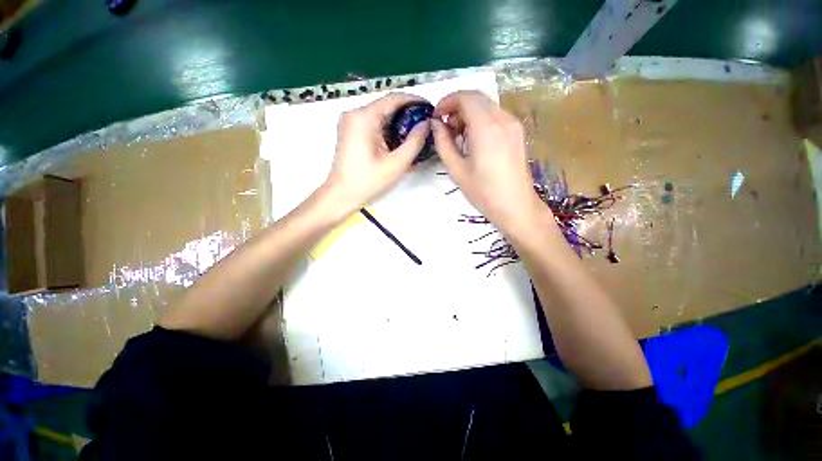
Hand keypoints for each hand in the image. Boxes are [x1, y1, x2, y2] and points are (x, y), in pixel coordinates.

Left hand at [323, 92, 430, 216]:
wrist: (341, 194)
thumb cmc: (368, 181)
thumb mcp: (396, 163)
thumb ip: (414, 142)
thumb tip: (427, 124)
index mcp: (364, 117)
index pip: (393, 98)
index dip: (414, 100)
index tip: (430, 109)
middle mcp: (355, 113)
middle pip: (386, 105)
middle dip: (408, 112)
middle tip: (426, 123)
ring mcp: (350, 121)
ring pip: (380, 114)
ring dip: (399, 121)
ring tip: (417, 132)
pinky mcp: (350, 130)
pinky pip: (373, 122)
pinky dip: (388, 128)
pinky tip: (400, 138)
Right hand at [432, 90, 545, 235]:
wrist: (515, 206)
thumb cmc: (483, 192)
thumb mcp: (456, 169)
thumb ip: (443, 143)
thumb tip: (435, 124)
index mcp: (486, 127)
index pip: (465, 97)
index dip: (446, 102)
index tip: (436, 117)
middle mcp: (503, 119)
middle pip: (477, 97)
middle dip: (457, 107)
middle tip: (446, 129)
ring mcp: (513, 124)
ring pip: (487, 105)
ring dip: (469, 113)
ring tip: (459, 137)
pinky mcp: (517, 132)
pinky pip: (496, 116)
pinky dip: (481, 120)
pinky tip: (474, 141)